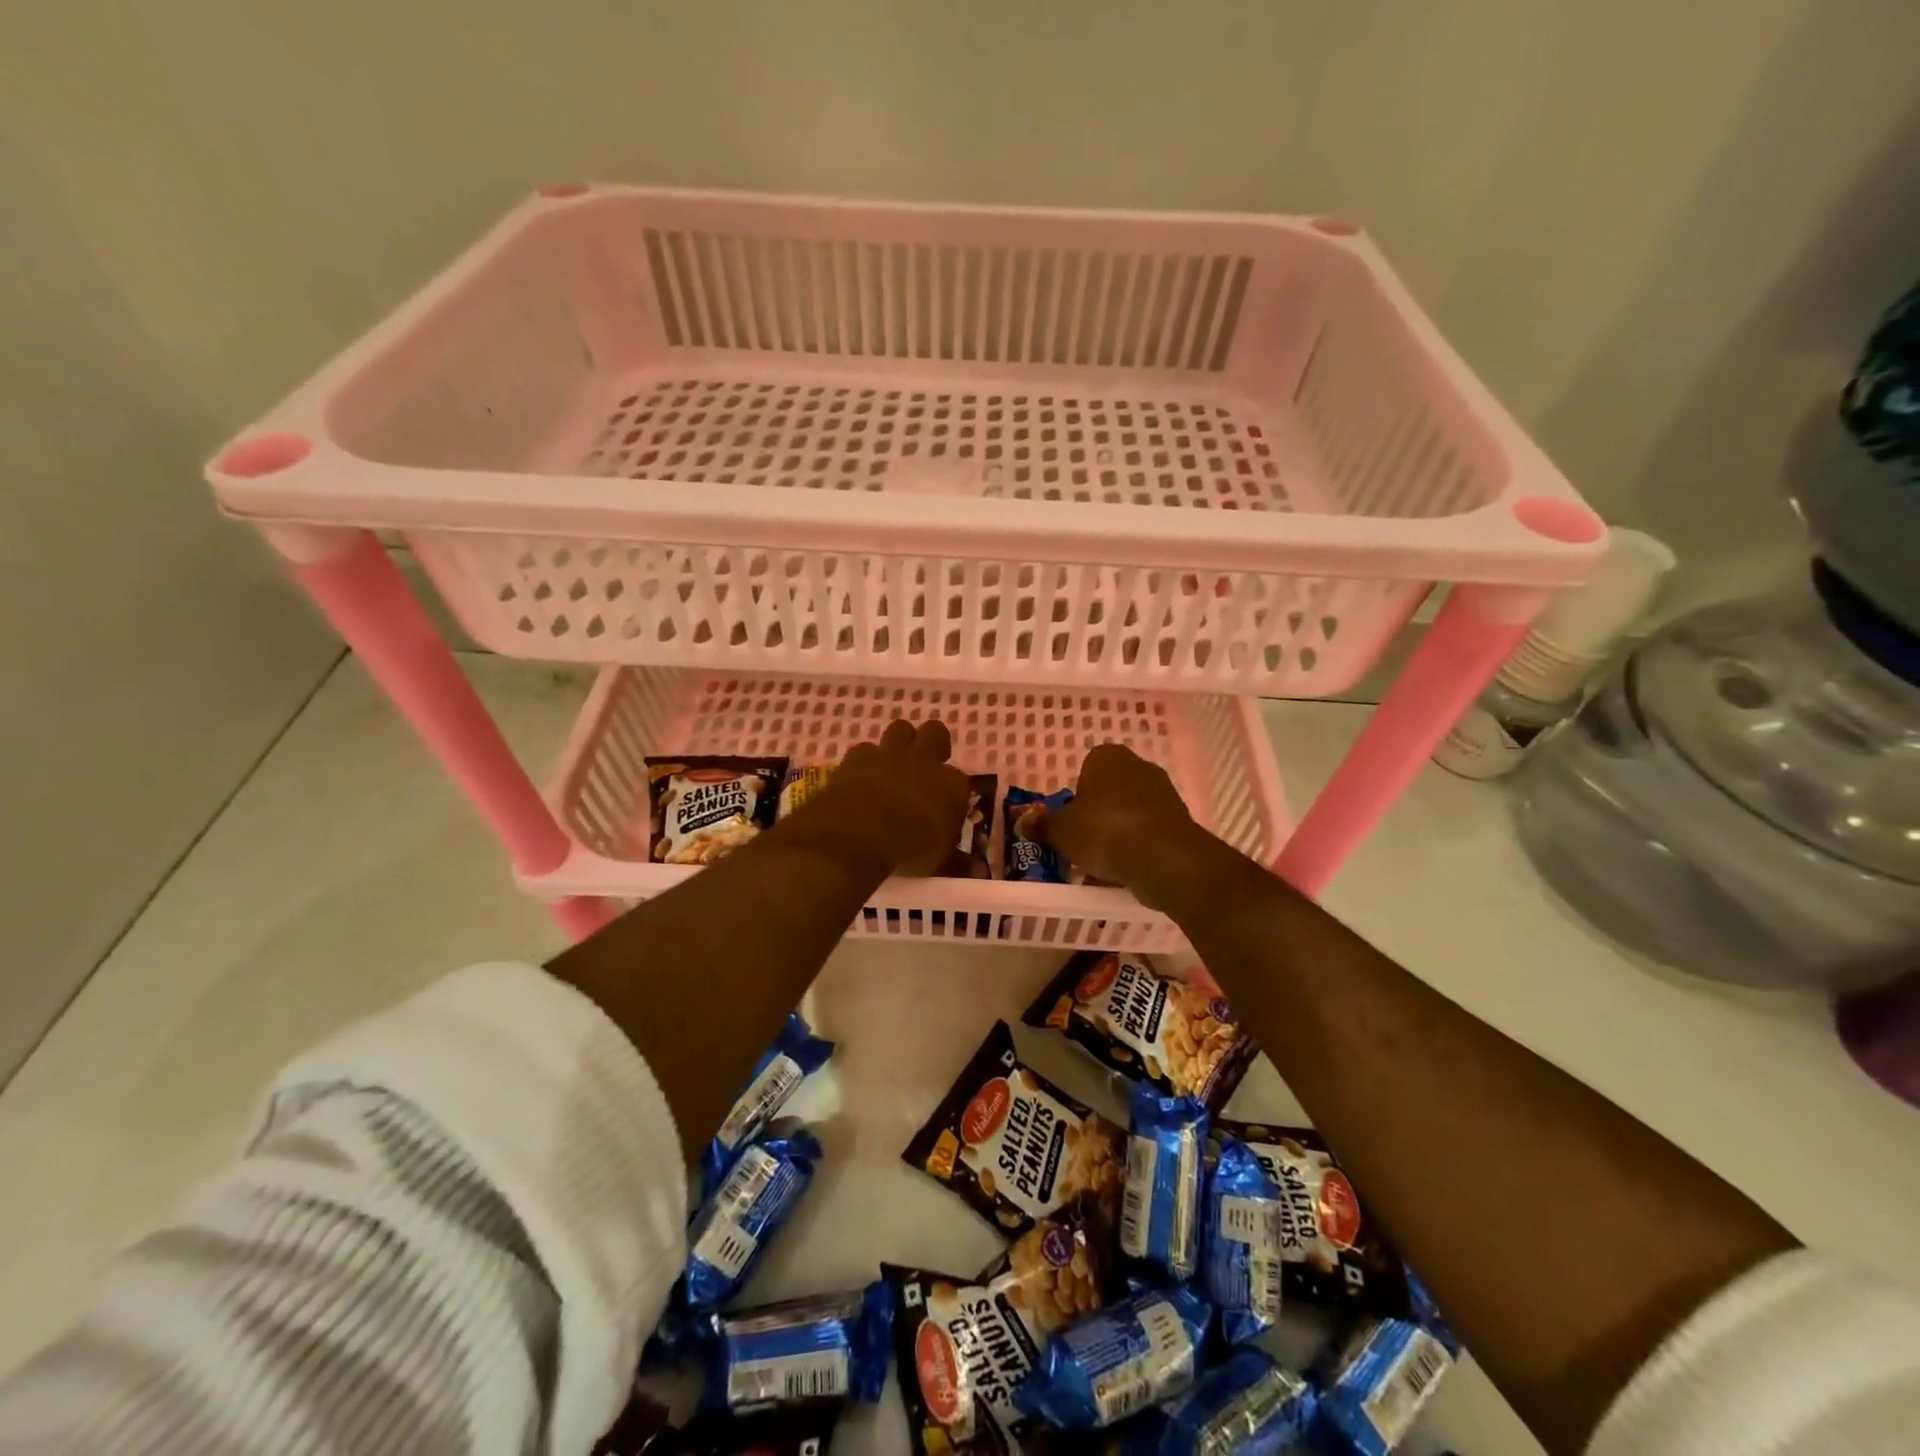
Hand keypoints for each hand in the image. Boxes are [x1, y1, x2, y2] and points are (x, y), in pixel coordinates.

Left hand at [795, 719, 971, 876]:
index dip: (953, 791)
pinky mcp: (857, 758)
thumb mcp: (939, 863)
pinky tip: (861, 777)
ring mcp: (889, 755)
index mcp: (952, 785)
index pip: (960, 779)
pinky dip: (865, 761)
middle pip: (935, 733)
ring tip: (894, 764)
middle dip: (933, 743)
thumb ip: (957, 863)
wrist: (860, 832)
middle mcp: (924, 761)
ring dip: (900, 742)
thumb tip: (977, 873)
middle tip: (926, 764)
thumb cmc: (910, 849)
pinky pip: (865, 749)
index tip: (947, 808)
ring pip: (900, 729)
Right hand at [1034, 744, 1213, 907]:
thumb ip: (1042, 826)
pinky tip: (1125, 871)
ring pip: (1129, 814)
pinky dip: (1137, 848)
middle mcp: (1139, 767)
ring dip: (1117, 834)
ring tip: (1101, 865)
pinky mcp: (1180, 822)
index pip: (1085, 770)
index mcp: (1107, 757)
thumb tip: (1024, 822)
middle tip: (1081, 844)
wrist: (1164, 858)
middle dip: (1097, 816)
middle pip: (1109, 792)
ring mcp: (1164, 793)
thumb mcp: (1061, 831)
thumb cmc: (1104, 831)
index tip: (1069, 823)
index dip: (1075, 798)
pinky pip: (1148, 833)